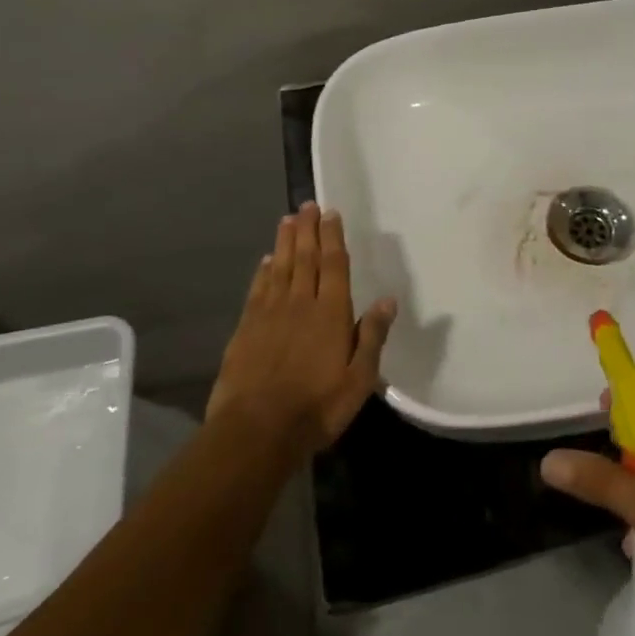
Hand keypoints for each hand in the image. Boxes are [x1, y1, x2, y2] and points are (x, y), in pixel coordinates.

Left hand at [206, 203, 396, 460]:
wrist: (256, 431)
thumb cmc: (316, 407)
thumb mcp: (359, 380)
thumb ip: (372, 337)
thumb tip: (388, 300)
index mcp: (331, 313)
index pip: (333, 265)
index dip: (333, 237)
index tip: (331, 213)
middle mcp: (300, 303)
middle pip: (305, 258)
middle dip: (308, 230)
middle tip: (307, 205)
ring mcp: (270, 314)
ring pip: (280, 267)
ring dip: (285, 242)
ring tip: (288, 219)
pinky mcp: (246, 328)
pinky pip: (258, 289)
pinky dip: (263, 271)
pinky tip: (266, 260)